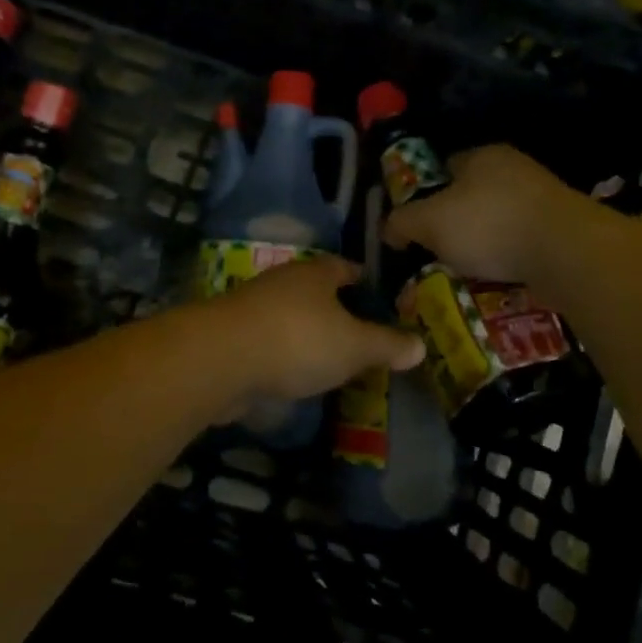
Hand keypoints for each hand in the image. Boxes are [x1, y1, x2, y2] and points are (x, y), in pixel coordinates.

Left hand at [206, 256, 424, 416]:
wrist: (220, 359)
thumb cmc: (298, 340)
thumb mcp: (354, 346)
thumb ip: (386, 345)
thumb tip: (421, 345)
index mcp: (314, 274)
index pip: (344, 267)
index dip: (362, 278)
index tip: (375, 292)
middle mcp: (282, 282)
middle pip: (314, 290)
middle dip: (334, 308)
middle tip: (358, 330)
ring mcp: (253, 308)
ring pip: (289, 316)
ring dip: (305, 332)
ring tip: (328, 356)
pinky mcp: (232, 338)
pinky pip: (267, 341)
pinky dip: (282, 354)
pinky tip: (293, 375)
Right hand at [382, 145, 580, 282]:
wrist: (565, 251)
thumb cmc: (489, 225)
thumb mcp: (429, 223)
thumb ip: (402, 222)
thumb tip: (387, 230)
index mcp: (482, 156)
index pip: (445, 167)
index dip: (427, 193)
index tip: (417, 223)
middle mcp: (515, 169)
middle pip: (473, 195)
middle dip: (456, 222)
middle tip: (439, 252)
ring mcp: (543, 197)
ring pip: (500, 220)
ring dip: (485, 243)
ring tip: (467, 271)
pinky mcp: (563, 227)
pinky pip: (524, 242)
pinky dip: (510, 258)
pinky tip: (500, 278)